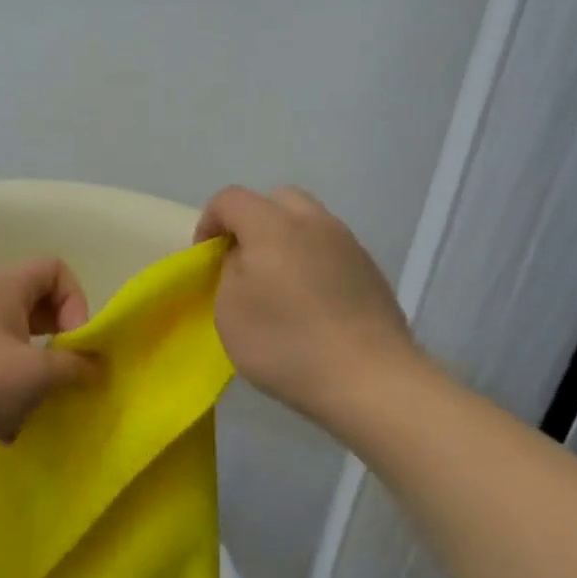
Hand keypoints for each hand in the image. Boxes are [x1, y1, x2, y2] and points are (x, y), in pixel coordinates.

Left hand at [0, 258, 100, 463]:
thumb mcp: (35, 375)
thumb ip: (75, 367)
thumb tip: (97, 367)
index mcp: (3, 288)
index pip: (55, 269)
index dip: (76, 301)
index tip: (76, 342)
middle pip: (38, 308)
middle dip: (59, 343)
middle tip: (66, 374)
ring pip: (18, 345)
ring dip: (35, 376)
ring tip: (38, 406)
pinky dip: (7, 395)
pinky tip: (7, 428)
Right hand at [195, 185, 422, 429]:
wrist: (369, 378)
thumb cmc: (285, 344)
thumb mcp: (229, 311)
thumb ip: (229, 271)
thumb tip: (244, 258)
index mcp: (273, 226)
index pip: (230, 199)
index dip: (209, 222)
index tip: (205, 259)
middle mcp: (315, 223)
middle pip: (276, 200)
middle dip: (251, 222)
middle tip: (243, 263)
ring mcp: (349, 245)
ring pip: (308, 223)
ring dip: (285, 242)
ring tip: (277, 286)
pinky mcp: (371, 271)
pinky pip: (331, 251)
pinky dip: (312, 263)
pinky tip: (310, 305)